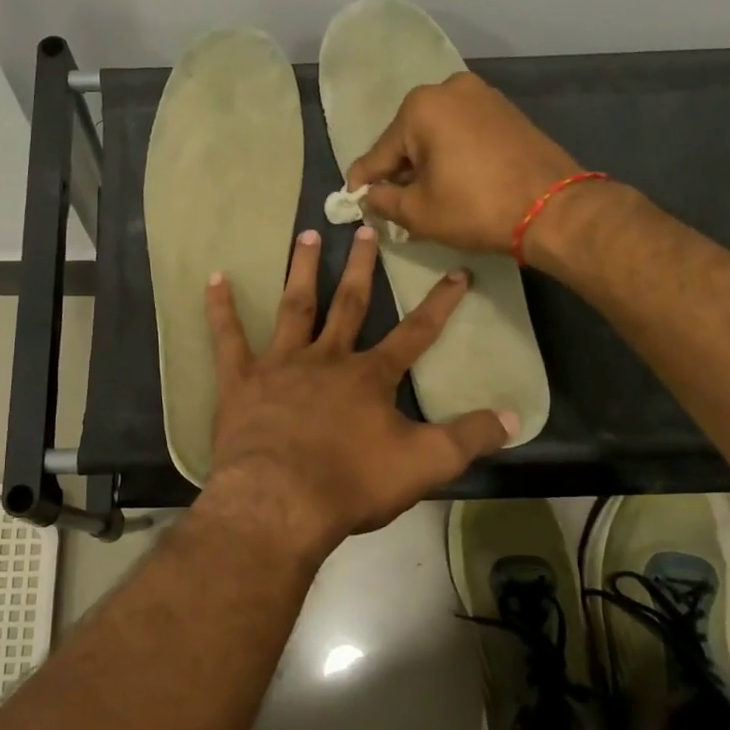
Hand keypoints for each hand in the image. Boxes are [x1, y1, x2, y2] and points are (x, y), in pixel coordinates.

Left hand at [202, 225, 514, 555]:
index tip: (457, 273)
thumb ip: (468, 438)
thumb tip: (514, 416)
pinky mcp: (241, 380)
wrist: (280, 500)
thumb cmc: (351, 483)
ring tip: (306, 234)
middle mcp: (326, 359)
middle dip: (360, 267)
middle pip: (348, 303)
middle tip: (363, 228)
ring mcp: (280, 365)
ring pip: (294, 307)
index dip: (439, 304)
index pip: (415, 333)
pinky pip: (228, 338)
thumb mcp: (424, 465)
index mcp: (369, 377)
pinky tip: (214, 278)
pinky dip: (221, 308)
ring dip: (301, 270)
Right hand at [345, 72, 588, 255]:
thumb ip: (382, 201)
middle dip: (399, 171)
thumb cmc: (476, 208)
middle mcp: (448, 89)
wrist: (553, 209)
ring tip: (425, 197)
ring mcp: (481, 95)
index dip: (364, 182)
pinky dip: (451, 154)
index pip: (379, 153)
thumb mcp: (418, 212)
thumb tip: (369, 195)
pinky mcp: (504, 109)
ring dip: (425, 163)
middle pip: (407, 138)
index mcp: (421, 107)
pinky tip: (452, 181)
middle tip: (394, 205)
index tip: (353, 201)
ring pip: (435, 134)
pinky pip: (462, 132)